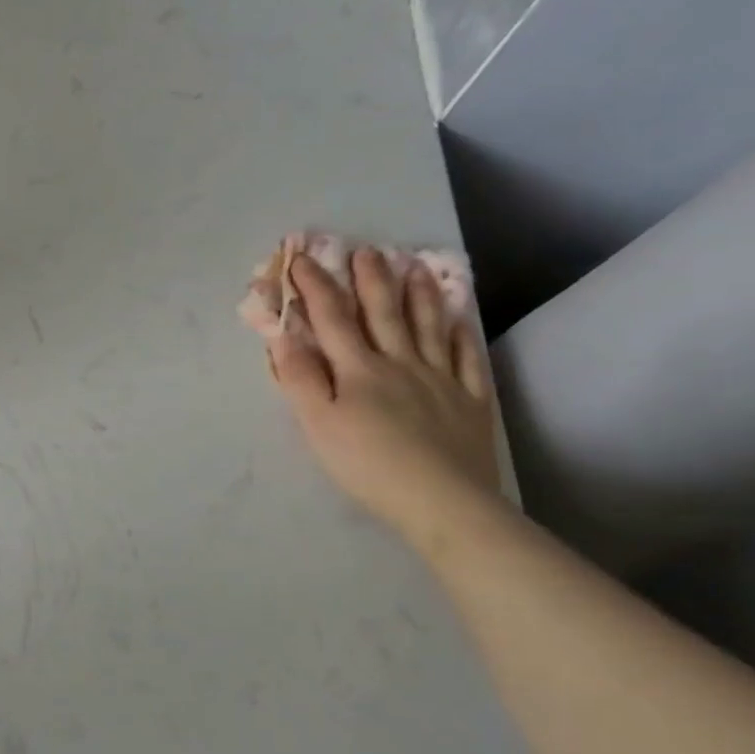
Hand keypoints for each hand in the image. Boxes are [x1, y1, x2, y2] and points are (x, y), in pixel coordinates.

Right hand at [270, 247, 500, 534]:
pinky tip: (461, 321)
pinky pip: (468, 360)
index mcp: (358, 369)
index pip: (332, 318)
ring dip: (420, 296)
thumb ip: (300, 379)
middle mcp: (400, 363)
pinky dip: (463, 336)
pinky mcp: (470, 402)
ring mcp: (440, 380)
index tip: (301, 258)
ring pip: (429, 328)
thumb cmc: (368, 465)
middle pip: (383, 313)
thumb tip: (283, 336)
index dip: (315, 286)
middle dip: (371, 280)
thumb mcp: (318, 425)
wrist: (442, 502)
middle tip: (368, 251)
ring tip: (417, 268)